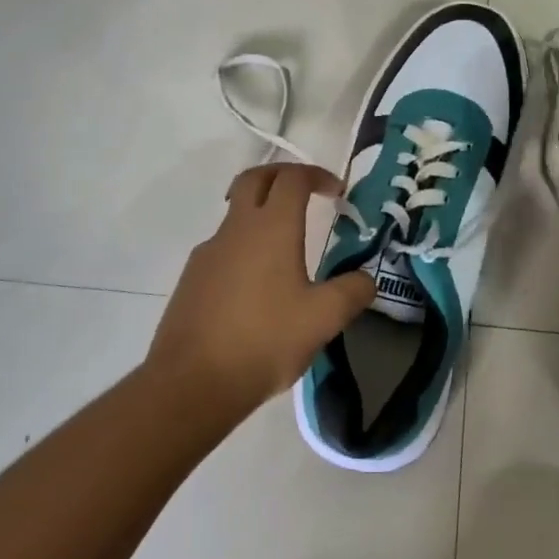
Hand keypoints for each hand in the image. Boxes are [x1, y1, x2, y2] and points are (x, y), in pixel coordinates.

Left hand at [146, 163, 375, 412]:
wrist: (192, 382)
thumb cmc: (264, 341)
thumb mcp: (323, 319)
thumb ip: (352, 293)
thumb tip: (366, 280)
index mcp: (271, 228)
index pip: (293, 179)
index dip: (317, 175)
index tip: (336, 191)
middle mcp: (236, 230)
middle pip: (255, 179)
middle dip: (282, 175)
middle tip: (305, 191)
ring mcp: (208, 252)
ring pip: (236, 214)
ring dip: (261, 213)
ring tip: (286, 247)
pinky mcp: (192, 278)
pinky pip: (223, 247)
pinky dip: (244, 246)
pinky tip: (257, 286)